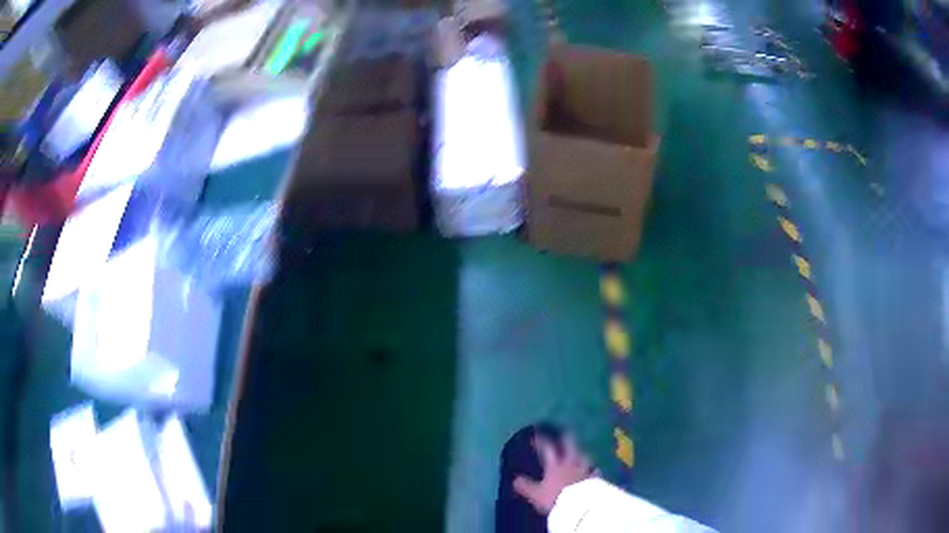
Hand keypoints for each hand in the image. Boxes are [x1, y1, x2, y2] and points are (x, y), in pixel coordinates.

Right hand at [512, 435, 594, 513]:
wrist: (581, 505)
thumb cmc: (555, 498)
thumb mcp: (536, 494)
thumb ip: (526, 486)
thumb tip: (515, 479)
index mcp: (555, 465)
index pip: (547, 449)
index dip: (541, 441)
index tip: (536, 435)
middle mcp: (571, 463)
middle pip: (570, 446)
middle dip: (566, 438)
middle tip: (565, 431)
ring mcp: (585, 470)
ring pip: (584, 456)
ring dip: (581, 452)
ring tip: (580, 451)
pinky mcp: (595, 478)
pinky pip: (594, 470)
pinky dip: (592, 469)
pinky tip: (593, 469)